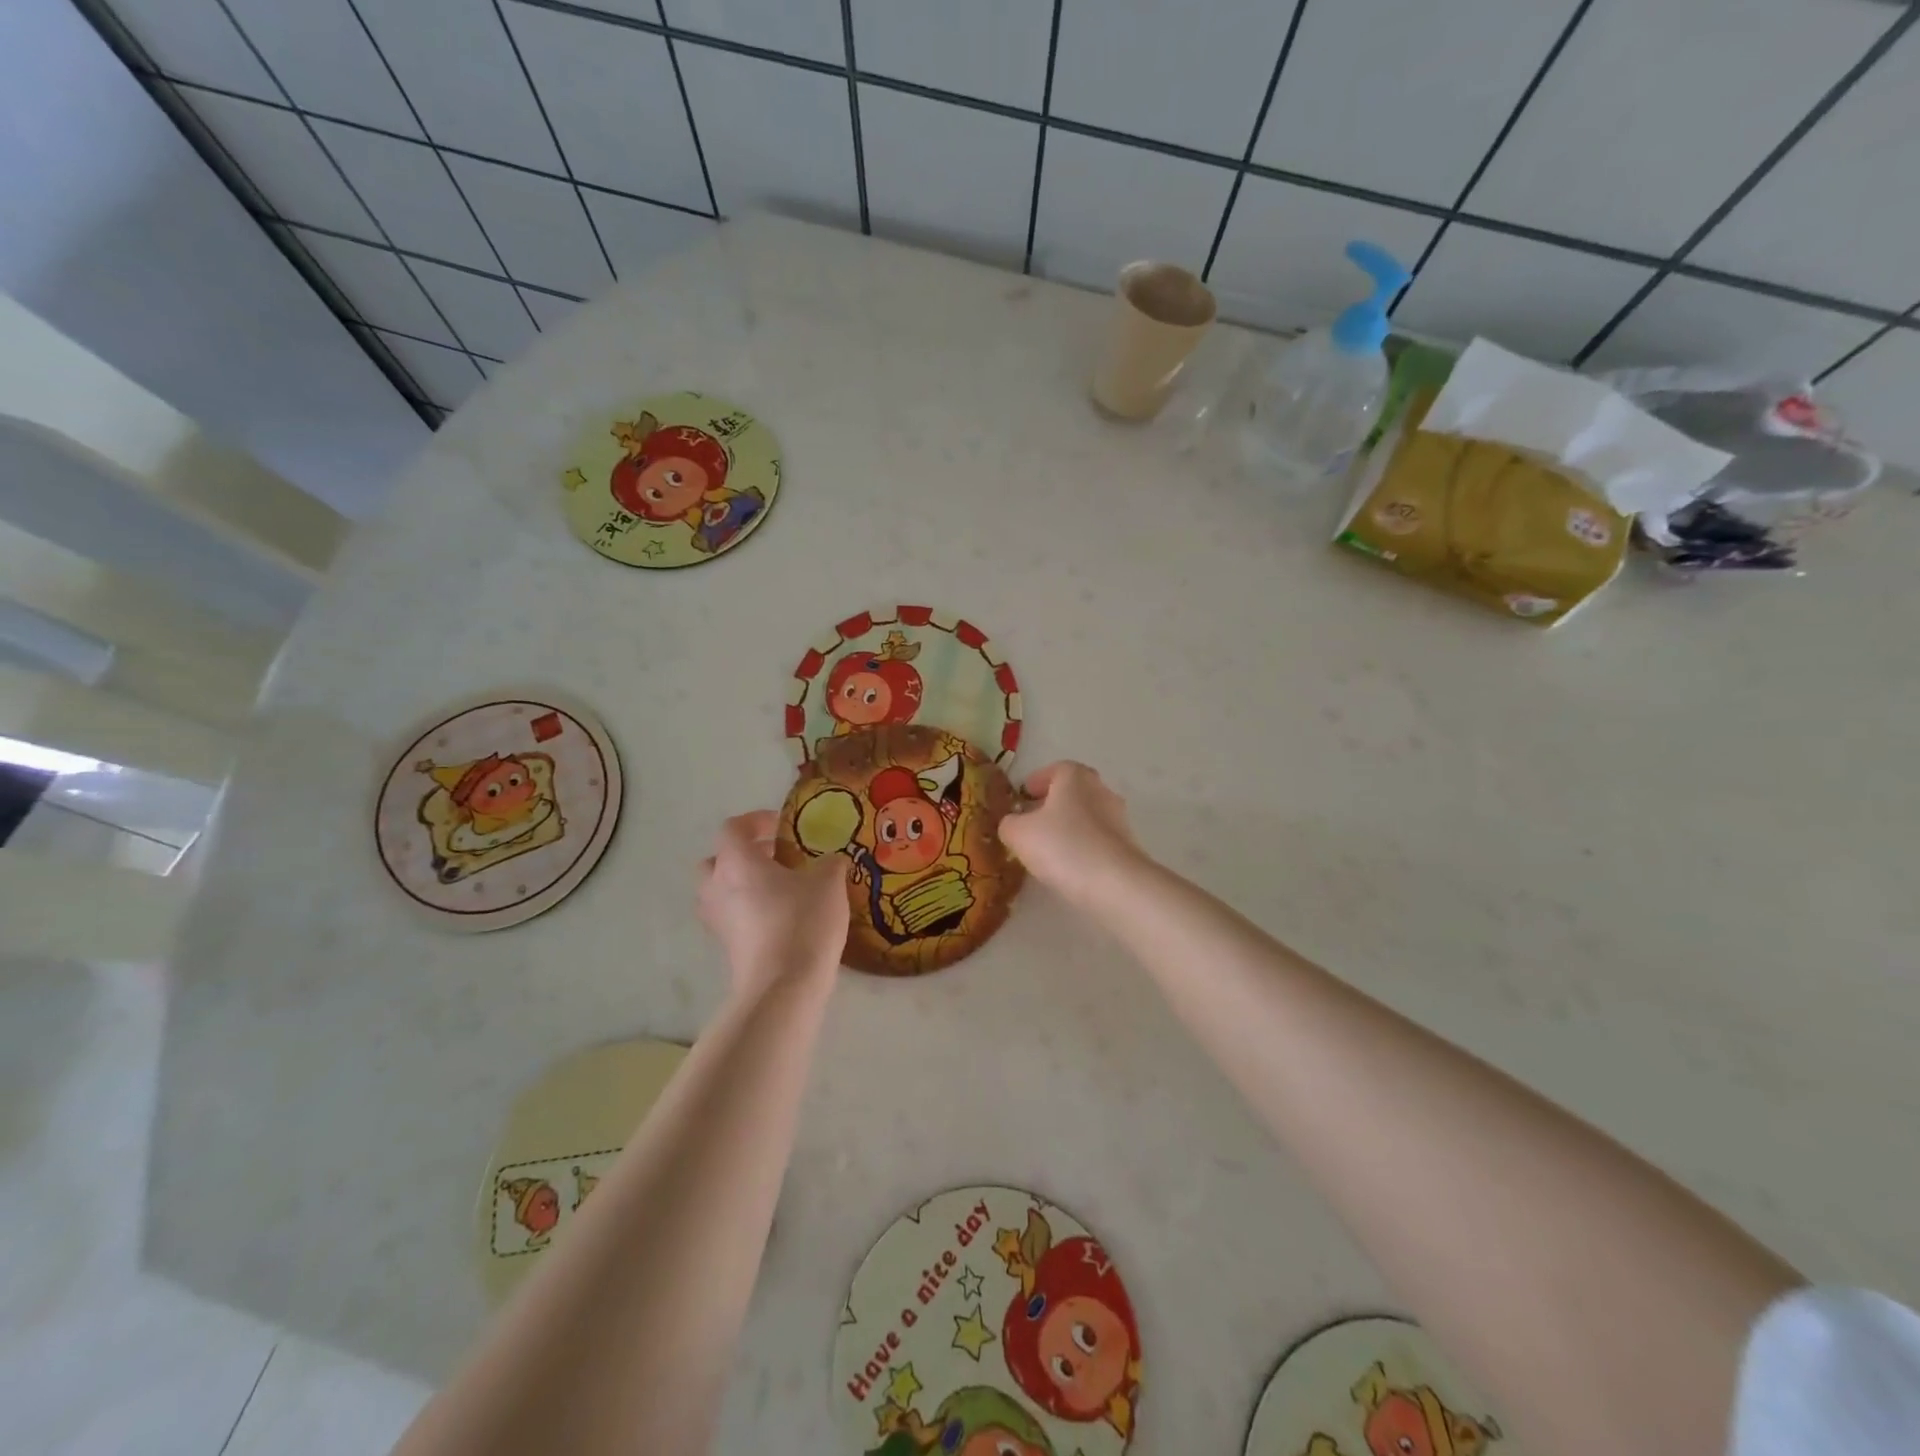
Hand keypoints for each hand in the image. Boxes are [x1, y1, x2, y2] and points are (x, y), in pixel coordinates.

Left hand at [698, 811, 848, 997]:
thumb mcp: (829, 883)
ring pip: (720, 891)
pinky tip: (781, 917)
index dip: (755, 821)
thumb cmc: (802, 921)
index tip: (782, 826)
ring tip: (779, 888)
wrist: (783, 986)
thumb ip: (830, 864)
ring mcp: (718, 920)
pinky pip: (731, 917)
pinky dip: (748, 911)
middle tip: (775, 858)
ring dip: (743, 885)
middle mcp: (717, 887)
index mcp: (737, 862)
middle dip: (743, 855)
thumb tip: (832, 860)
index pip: (733, 828)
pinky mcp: (726, 948)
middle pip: (717, 860)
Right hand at [998, 762, 1145, 906]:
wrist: (1115, 884)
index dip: (1036, 782)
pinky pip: (1096, 840)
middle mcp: (1100, 789)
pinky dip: (1082, 847)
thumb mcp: (1019, 834)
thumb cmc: (1062, 846)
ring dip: (1067, 828)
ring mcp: (1118, 818)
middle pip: (1072, 792)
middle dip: (1051, 805)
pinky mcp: (1127, 845)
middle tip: (1031, 823)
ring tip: (1047, 850)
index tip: (1022, 798)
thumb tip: (1013, 824)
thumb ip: (1009, 823)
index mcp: (1075, 777)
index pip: (1055, 769)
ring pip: (1085, 817)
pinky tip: (1068, 867)